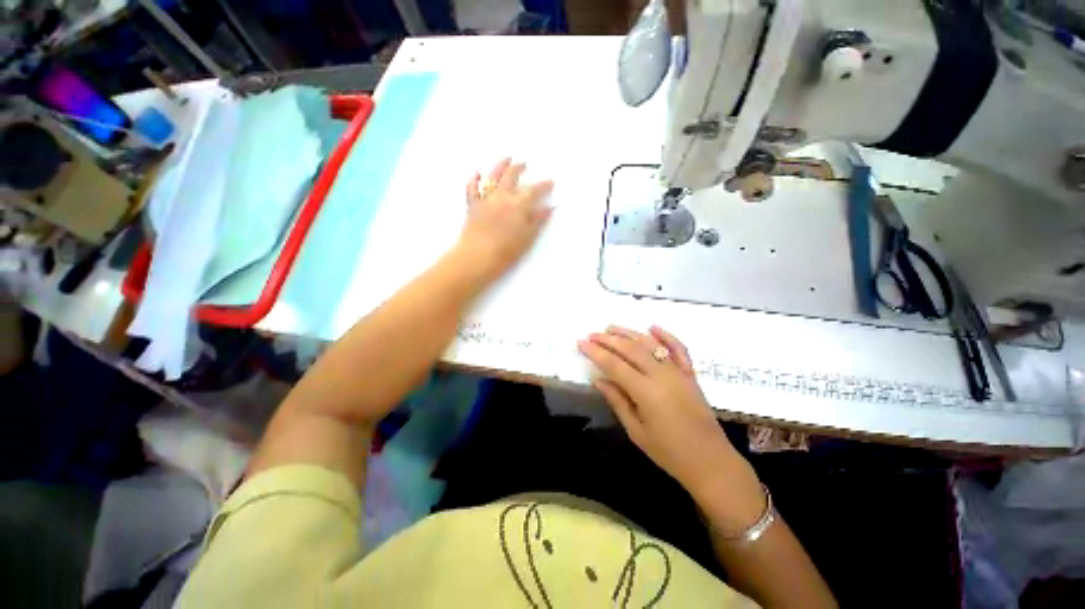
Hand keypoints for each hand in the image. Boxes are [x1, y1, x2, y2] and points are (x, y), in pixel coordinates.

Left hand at [457, 158, 553, 280]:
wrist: (477, 257)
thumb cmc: (506, 251)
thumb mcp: (527, 238)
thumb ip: (537, 221)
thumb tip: (549, 207)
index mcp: (517, 205)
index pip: (533, 191)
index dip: (543, 185)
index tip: (550, 182)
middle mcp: (501, 197)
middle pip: (511, 176)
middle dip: (519, 168)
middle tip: (525, 163)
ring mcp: (485, 200)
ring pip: (492, 177)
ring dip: (500, 166)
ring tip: (506, 158)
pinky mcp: (472, 206)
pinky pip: (471, 189)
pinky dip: (474, 179)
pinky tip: (476, 173)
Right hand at [578, 326, 738, 494]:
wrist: (711, 462)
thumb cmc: (669, 453)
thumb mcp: (636, 431)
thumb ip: (617, 401)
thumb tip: (597, 380)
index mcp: (646, 392)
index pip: (614, 364)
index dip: (596, 352)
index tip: (581, 343)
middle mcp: (662, 375)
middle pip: (630, 349)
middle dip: (608, 339)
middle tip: (592, 335)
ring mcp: (678, 372)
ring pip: (650, 344)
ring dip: (629, 333)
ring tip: (611, 327)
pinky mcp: (690, 373)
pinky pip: (679, 348)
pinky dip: (666, 335)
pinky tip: (652, 327)